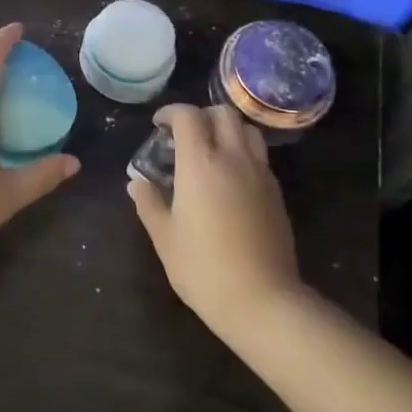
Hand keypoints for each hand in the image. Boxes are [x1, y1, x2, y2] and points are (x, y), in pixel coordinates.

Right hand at [127, 104, 301, 335]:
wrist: (261, 299)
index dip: (170, 112)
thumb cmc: (203, 268)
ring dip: (226, 129)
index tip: (158, 125)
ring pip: (246, 129)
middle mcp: (233, 158)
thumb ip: (149, 202)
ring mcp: (259, 173)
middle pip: (222, 112)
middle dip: (200, 115)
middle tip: (184, 136)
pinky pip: (259, 155)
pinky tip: (230, 178)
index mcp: (201, 163)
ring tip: (210, 150)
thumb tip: (136, 182)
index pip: (188, 116)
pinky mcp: (275, 191)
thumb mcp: (165, 237)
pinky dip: (242, 151)